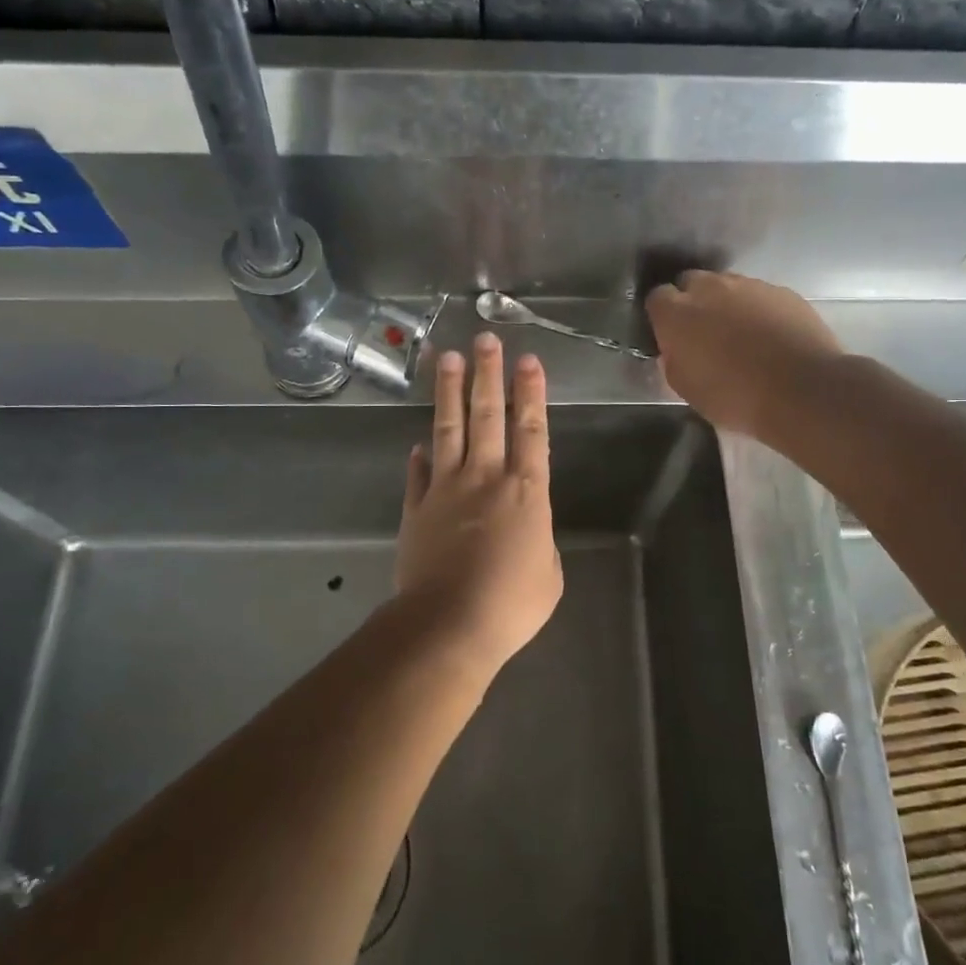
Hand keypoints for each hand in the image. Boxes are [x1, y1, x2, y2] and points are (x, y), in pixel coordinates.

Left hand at [394, 334, 562, 674]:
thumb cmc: (511, 603)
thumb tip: (524, 526)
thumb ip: (538, 539)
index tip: (528, 360)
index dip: (531, 392)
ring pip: (449, 429)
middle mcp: (486, 477)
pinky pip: (419, 475)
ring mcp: (446, 489)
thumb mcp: (548, 574)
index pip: (531, 429)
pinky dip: (419, 457)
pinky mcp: (417, 509)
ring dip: (450, 392)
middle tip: (485, 339)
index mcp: (526, 490)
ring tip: (448, 358)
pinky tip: (417, 442)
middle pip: (488, 414)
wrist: (450, 624)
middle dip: (488, 374)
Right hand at [645, 271, 844, 439]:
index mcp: (677, 313)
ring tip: (740, 334)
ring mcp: (749, 285)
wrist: (803, 391)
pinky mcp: (783, 292)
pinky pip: (760, 295)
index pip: (657, 298)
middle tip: (703, 332)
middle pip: (691, 282)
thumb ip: (674, 361)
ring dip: (727, 303)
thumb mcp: (688, 390)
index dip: (663, 316)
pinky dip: (758, 310)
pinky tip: (769, 335)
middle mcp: (710, 288)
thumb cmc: (735, 397)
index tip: (670, 336)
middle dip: (693, 301)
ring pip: (728, 286)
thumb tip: (675, 350)